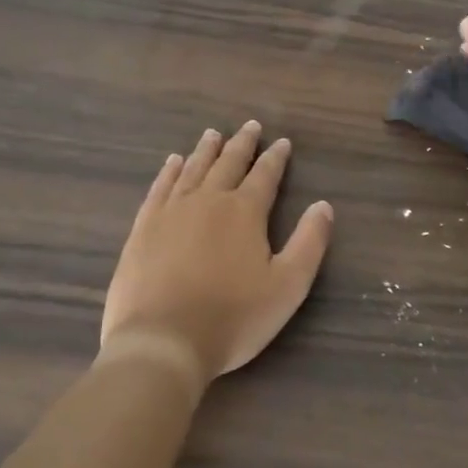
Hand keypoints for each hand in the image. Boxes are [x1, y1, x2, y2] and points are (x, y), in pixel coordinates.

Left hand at [100, 123, 333, 394]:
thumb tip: (324, 205)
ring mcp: (172, 211)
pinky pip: (160, 188)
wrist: (162, 341)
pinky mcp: (144, 227)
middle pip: (228, 163)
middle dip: (242, 144)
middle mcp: (208, 200)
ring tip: (213, 134)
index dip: (276, 158)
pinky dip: (169, 171)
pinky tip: (172, 163)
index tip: (282, 142)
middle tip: (250, 126)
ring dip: (206, 151)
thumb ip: (309, 243)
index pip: (265, 175)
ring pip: (192, 169)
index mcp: (244, 211)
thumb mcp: (287, 286)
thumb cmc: (232, 318)